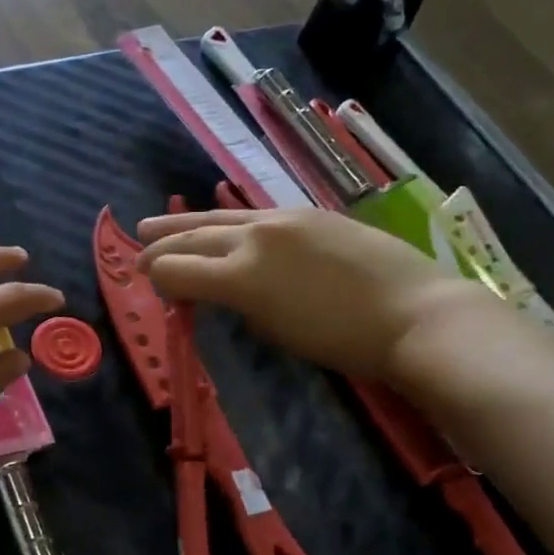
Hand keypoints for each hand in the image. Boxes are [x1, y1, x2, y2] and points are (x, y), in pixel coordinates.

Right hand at [136, 208, 485, 380]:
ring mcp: (283, 218)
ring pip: (218, 217)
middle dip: (159, 246)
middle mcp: (254, 236)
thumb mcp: (275, 331)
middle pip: (192, 237)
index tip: (150, 287)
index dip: (157, 279)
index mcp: (241, 275)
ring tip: (152, 226)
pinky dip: (223, 221)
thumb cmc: (342, 341)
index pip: (178, 270)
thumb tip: (220, 291)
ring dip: (182, 224)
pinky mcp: (309, 213)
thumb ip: (238, 305)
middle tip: (137, 252)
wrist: (416, 314)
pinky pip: (252, 212)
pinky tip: (216, 223)